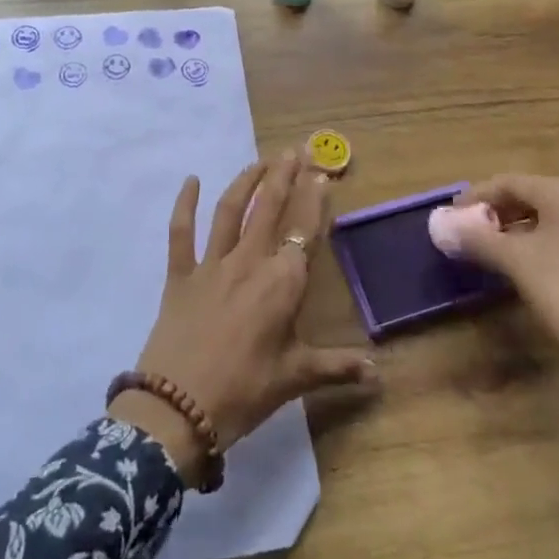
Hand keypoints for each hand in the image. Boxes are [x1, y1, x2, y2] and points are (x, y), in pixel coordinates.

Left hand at [111, 154, 375, 486]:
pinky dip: (184, 204)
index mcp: (282, 284)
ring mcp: (212, 264)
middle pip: (270, 208)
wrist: (179, 408)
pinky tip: (190, 180)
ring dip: (246, 181)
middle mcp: (249, 262)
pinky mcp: (181, 273)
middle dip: (283, 175)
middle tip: (293, 150)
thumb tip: (379, 374)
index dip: (314, 199)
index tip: (322, 173)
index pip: (305, 230)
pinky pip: (181, 232)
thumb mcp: (295, 378)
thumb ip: (337, 368)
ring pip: (231, 210)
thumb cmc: (244, 392)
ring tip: (260, 161)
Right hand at [444, 174, 558, 451]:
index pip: (510, 182)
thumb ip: (475, 237)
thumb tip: (439, 224)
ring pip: (554, 217)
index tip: (453, 217)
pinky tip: (531, 266)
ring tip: (495, 250)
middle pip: (533, 196)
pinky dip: (545, 243)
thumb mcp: (515, 262)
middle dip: (499, 212)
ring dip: (520, 228)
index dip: (476, 197)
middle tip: (471, 233)